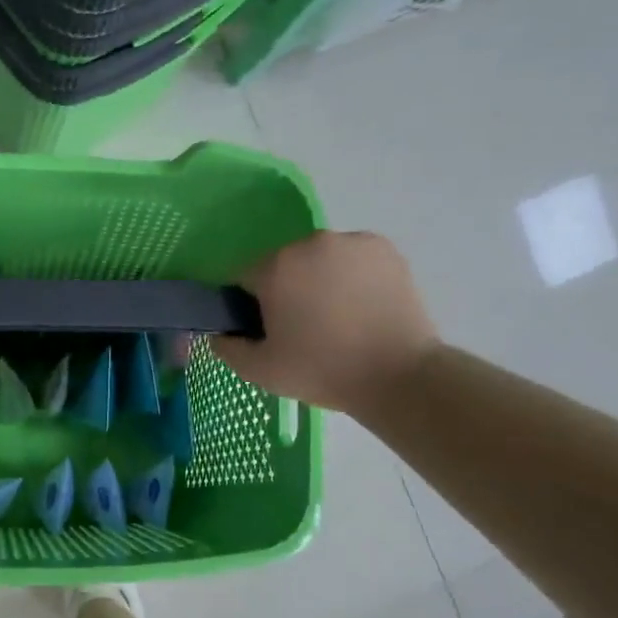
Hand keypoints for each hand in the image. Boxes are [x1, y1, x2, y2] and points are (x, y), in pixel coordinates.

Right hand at [213, 231, 438, 415]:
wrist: (398, 375)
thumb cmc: (321, 371)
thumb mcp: (260, 371)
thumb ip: (227, 348)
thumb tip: (218, 333)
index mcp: (275, 267)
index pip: (243, 277)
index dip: (247, 306)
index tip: (263, 332)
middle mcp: (311, 242)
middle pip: (283, 265)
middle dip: (285, 290)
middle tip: (300, 329)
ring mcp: (352, 242)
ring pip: (319, 260)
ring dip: (318, 281)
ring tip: (336, 320)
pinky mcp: (385, 249)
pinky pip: (352, 260)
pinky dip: (350, 277)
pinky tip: (360, 308)